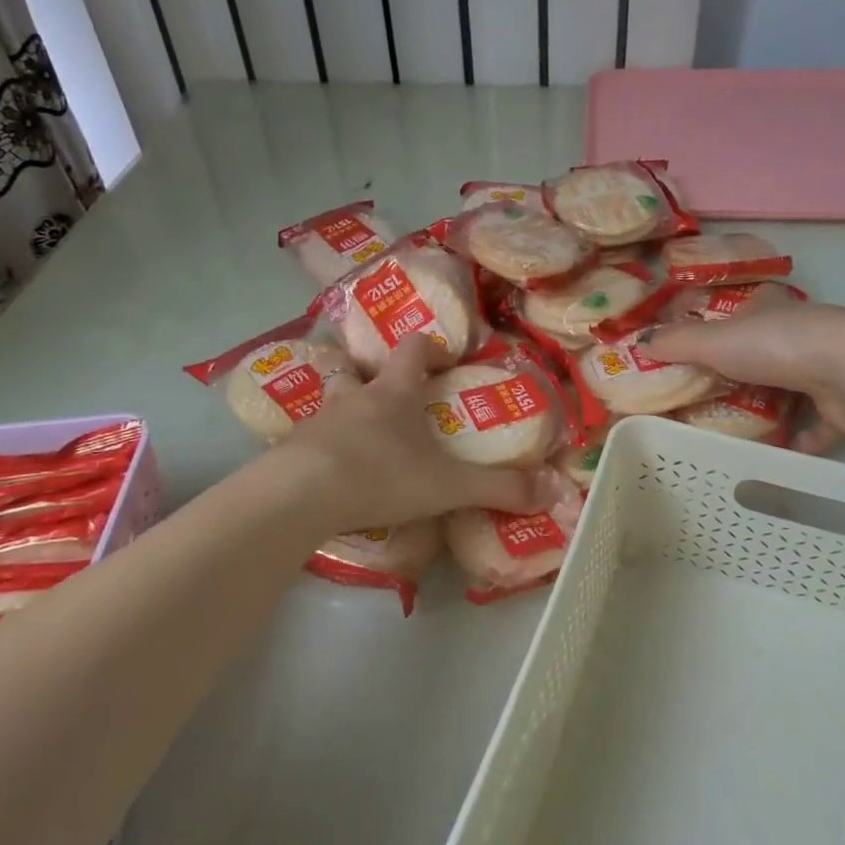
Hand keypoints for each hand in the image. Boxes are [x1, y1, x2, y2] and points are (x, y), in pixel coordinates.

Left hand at [268, 334, 549, 532]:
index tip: (443, 358)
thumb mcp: (448, 486)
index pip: (412, 349)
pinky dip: (322, 452)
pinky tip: (331, 478)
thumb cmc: (380, 475)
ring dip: (345, 416)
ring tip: (360, 443)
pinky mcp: (290, 451)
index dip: (429, 347)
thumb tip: (553, 490)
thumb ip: (499, 488)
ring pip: (331, 405)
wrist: (298, 496)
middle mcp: (354, 398)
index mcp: (393, 394)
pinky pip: (309, 443)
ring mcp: (317, 422)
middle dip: (375, 381)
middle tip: (392, 404)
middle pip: (360, 372)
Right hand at [648, 305, 844, 451]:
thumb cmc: (776, 346)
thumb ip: (677, 342)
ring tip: (739, 430)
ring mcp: (827, 368)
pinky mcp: (844, 405)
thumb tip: (640, 341)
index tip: (703, 350)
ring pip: (793, 387)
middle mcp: (801, 334)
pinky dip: (802, 440)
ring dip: (772, 406)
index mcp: (770, 311)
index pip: (745, 312)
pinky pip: (818, 426)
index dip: (725, 327)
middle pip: (768, 352)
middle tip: (711, 398)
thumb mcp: (714, 341)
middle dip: (745, 372)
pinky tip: (782, 453)